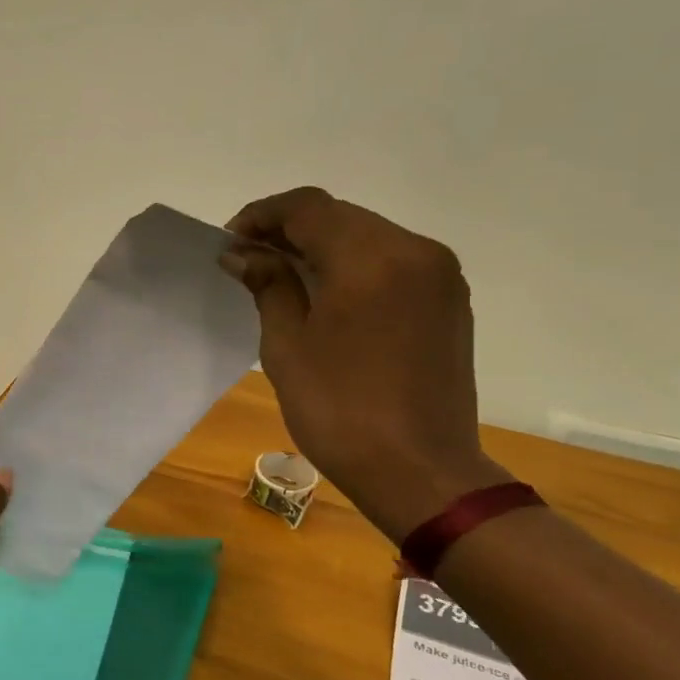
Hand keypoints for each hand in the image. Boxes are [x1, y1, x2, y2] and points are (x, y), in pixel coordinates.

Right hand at [225, 187, 509, 540]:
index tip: (230, 240)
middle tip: (250, 258)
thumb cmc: (340, 410)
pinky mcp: (449, 301)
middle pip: (341, 216)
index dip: (263, 215)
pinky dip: (354, 265)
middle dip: (290, 229)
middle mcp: (415, 251)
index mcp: (372, 259)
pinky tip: (327, 294)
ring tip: (282, 276)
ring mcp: (440, 276)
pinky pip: (393, 262)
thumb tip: (242, 253)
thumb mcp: (288, 346)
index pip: (309, 207)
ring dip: (322, 245)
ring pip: (369, 236)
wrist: (420, 472)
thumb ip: (269, 285)